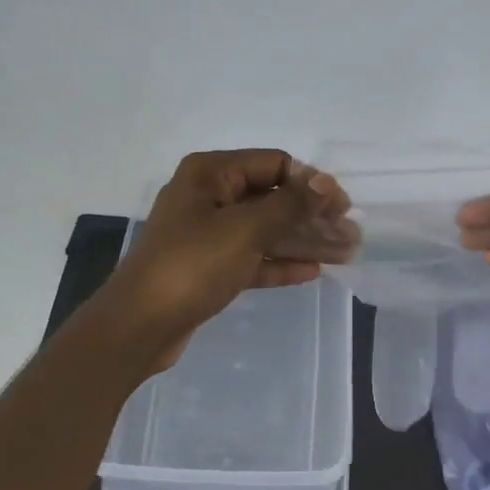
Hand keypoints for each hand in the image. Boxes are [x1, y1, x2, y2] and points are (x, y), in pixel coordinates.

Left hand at [90, 149, 355, 372]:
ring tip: (343, 254)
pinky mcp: (208, 267)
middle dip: (312, 216)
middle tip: (350, 235)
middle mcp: (209, 196)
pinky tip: (313, 271)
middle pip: (272, 198)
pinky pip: (252, 257)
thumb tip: (326, 184)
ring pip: (264, 230)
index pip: (274, 164)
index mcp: (211, 173)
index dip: (311, 183)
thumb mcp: (246, 229)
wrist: (140, 325)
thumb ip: (289, 205)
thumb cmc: (192, 265)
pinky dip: (279, 262)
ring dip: (302, 241)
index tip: (342, 207)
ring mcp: (207, 233)